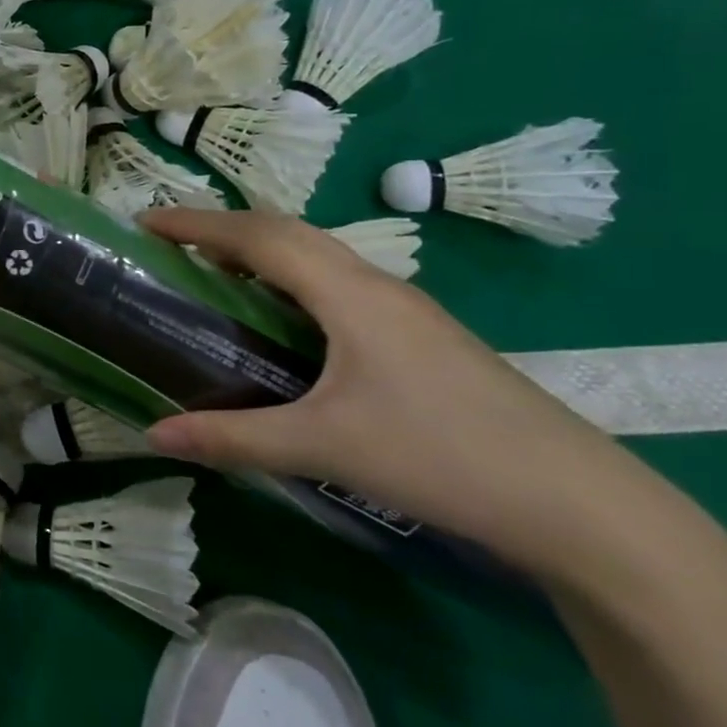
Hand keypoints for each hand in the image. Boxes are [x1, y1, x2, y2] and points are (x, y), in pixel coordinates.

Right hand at [138, 207, 633, 573]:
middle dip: (224, 228)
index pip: (258, 237)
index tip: (145, 221)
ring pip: (318, 256)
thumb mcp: (324, 447)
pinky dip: (291, 281)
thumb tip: (153, 436)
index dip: (197, 223)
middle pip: (288, 232)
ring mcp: (406, 310)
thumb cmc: (442, 457)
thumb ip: (232, 438)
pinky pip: (339, 284)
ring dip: (261, 252)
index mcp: (349, 294)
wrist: (581, 504)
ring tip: (214, 274)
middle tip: (171, 244)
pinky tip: (282, 321)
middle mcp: (377, 286)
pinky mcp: (421, 337)